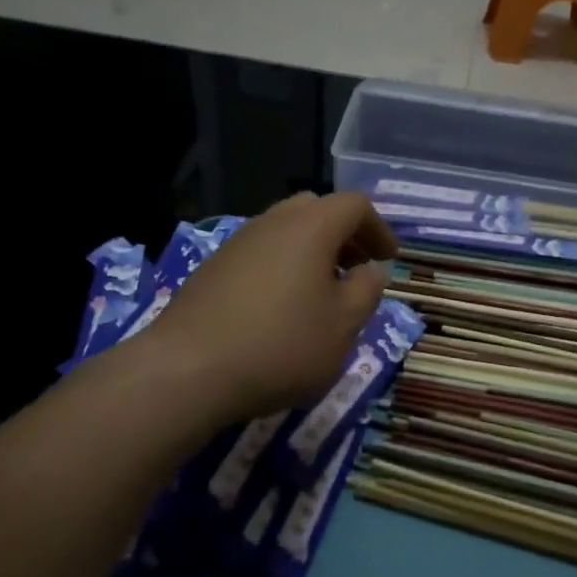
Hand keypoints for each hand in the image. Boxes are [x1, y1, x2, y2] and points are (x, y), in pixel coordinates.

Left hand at [142, 192, 397, 423]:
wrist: (188, 370)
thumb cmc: (280, 345)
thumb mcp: (342, 326)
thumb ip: (365, 291)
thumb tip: (371, 271)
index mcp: (310, 227)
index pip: (354, 205)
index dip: (378, 229)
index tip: (388, 259)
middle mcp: (272, 222)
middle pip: (316, 209)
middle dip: (344, 235)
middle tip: (356, 268)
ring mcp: (237, 242)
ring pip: (285, 230)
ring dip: (312, 251)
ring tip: (322, 292)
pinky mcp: (213, 267)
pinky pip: (260, 252)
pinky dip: (283, 265)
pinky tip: (282, 307)